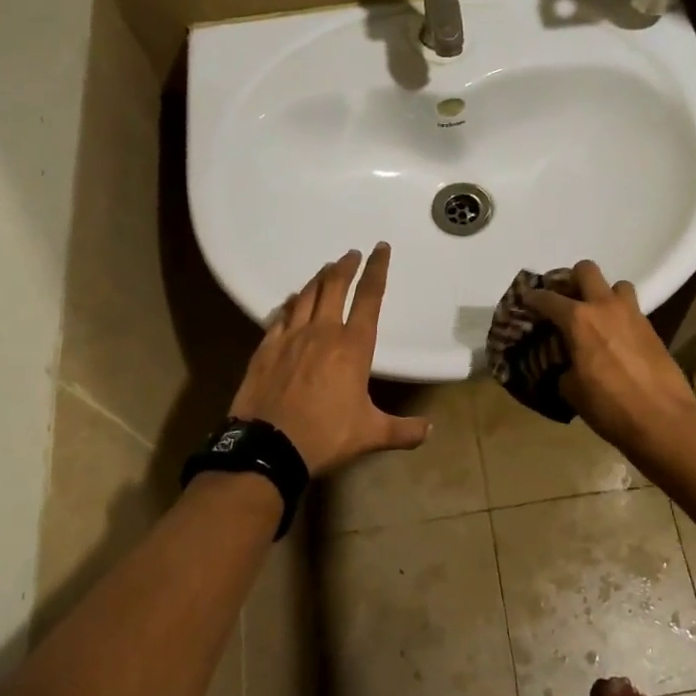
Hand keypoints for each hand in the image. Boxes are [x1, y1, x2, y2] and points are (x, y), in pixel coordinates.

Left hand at [229, 244, 429, 476]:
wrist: (268, 446)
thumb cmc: (326, 436)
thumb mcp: (371, 434)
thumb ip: (402, 430)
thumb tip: (429, 430)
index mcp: (353, 347)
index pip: (369, 298)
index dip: (377, 270)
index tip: (381, 249)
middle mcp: (323, 333)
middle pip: (335, 287)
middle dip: (346, 266)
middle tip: (351, 254)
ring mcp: (291, 338)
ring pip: (306, 296)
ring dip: (318, 279)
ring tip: (326, 270)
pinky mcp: (266, 348)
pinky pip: (281, 316)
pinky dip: (290, 304)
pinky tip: (291, 301)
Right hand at [523, 261, 695, 457]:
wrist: (663, 421)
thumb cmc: (609, 406)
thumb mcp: (572, 390)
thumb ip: (563, 367)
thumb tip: (567, 364)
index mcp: (578, 319)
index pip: (547, 298)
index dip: (532, 298)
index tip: (526, 301)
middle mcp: (605, 307)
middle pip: (586, 270)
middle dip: (572, 279)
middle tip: (565, 299)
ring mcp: (632, 314)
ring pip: (616, 285)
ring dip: (603, 294)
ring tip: (596, 316)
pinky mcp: (652, 328)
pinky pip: (631, 309)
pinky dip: (619, 316)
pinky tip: (614, 338)